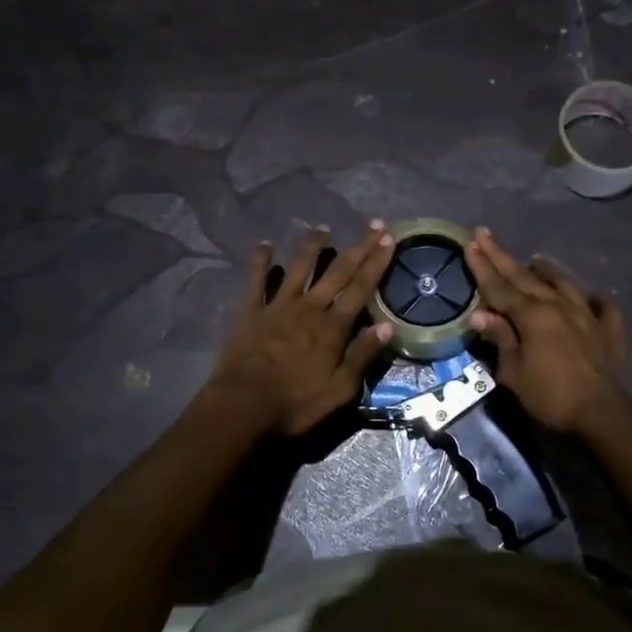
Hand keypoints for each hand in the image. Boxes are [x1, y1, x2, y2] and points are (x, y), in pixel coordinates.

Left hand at [207, 223, 397, 435]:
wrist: (243, 406)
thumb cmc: (296, 403)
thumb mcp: (339, 389)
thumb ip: (362, 355)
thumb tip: (388, 326)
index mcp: (333, 327)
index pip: (361, 288)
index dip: (377, 263)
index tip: (389, 239)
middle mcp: (309, 308)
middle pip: (337, 271)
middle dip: (358, 247)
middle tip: (373, 225)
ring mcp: (277, 306)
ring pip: (298, 268)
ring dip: (312, 246)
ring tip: (322, 228)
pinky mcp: (250, 311)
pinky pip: (256, 280)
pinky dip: (260, 261)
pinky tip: (264, 245)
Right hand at [463, 228, 626, 434]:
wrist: (602, 413)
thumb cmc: (550, 395)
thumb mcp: (513, 372)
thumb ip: (500, 338)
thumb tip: (480, 314)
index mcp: (531, 315)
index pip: (499, 286)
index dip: (482, 265)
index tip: (470, 242)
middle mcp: (558, 305)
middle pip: (525, 277)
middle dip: (502, 256)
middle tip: (485, 235)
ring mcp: (587, 314)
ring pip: (563, 283)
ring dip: (546, 271)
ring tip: (535, 260)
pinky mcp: (609, 330)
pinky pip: (601, 306)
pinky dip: (593, 299)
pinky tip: (590, 297)